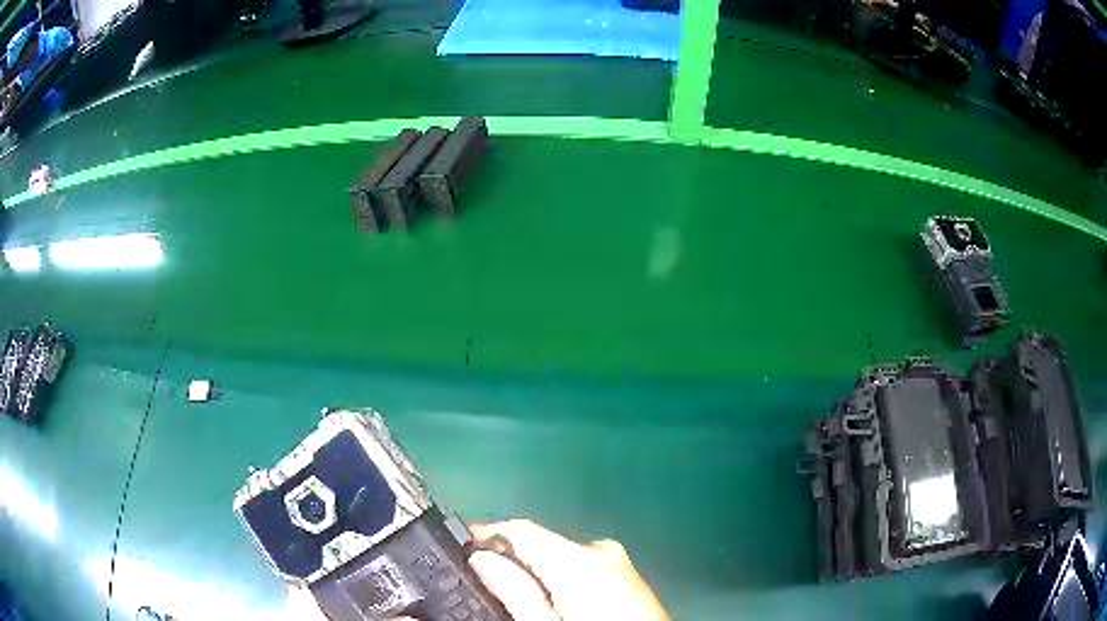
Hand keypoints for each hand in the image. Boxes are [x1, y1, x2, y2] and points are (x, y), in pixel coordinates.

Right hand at [468, 519, 669, 620]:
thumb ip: (514, 592)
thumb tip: (480, 558)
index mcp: (579, 558)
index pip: (520, 529)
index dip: (485, 536)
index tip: (460, 551)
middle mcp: (601, 551)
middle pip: (541, 545)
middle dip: (512, 563)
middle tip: (486, 589)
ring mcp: (620, 564)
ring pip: (562, 560)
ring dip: (537, 575)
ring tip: (520, 603)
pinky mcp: (630, 578)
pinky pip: (585, 570)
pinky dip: (564, 583)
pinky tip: (558, 607)